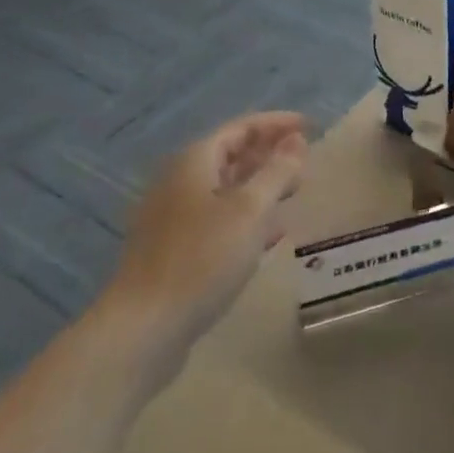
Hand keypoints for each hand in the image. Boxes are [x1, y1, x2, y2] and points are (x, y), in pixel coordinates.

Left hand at [107, 111, 308, 352]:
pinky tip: (270, 235)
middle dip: (269, 154)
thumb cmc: (201, 259)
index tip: (310, 126)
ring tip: (293, 191)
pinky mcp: (174, 251)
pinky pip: (218, 220)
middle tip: (305, 160)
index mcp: (195, 161)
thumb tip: (297, 141)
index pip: (242, 127)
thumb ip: (277, 172)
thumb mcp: (250, 210)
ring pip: (225, 189)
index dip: (277, 124)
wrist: (143, 329)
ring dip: (260, 186)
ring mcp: (173, 218)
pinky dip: (246, 218)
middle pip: (231, 155)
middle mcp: (180, 182)